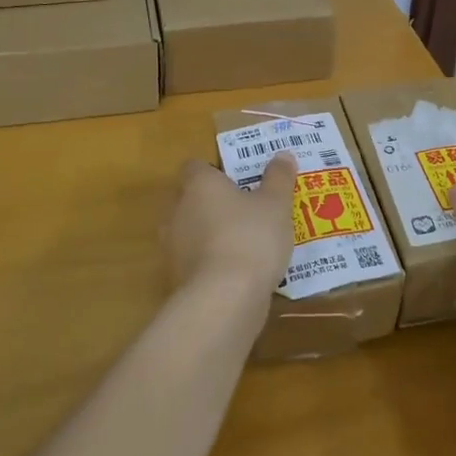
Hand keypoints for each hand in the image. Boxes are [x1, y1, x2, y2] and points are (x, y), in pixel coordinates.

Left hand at [162, 154, 297, 300]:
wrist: (224, 300)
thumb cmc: (250, 238)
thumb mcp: (276, 204)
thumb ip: (278, 178)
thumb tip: (283, 155)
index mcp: (199, 185)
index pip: (196, 167)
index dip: (214, 171)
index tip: (237, 180)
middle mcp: (177, 211)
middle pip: (190, 199)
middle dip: (212, 203)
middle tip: (244, 209)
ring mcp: (173, 248)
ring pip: (190, 232)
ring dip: (210, 235)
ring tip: (243, 242)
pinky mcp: (177, 279)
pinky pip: (195, 262)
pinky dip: (210, 263)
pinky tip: (236, 272)